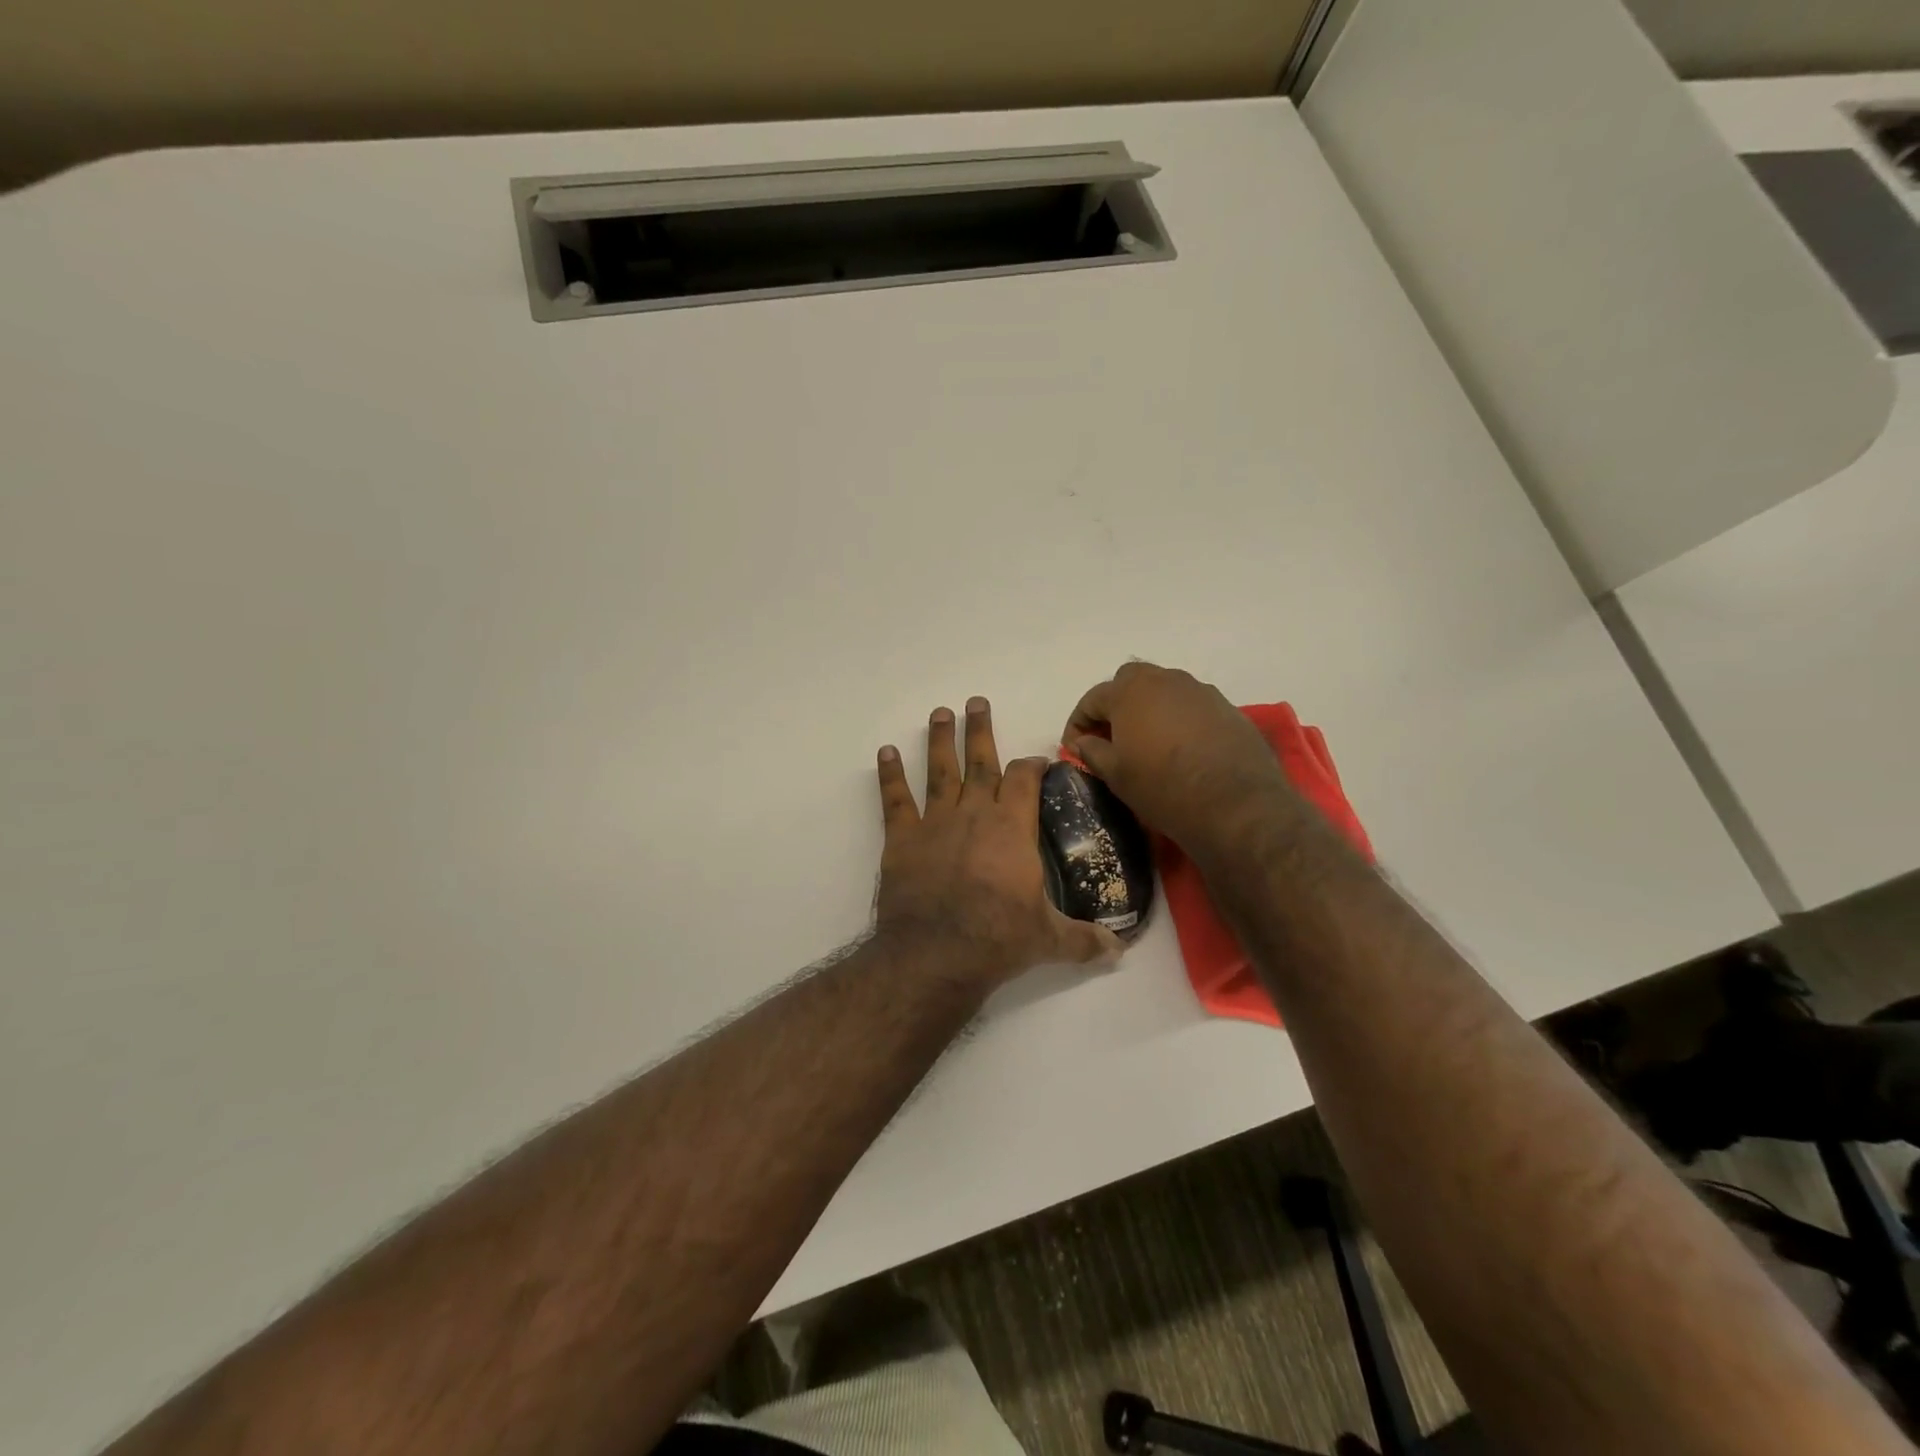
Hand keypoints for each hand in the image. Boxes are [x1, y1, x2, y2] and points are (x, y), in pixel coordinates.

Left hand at [876, 697, 1122, 987]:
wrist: (936, 953)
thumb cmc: (998, 939)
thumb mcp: (1049, 940)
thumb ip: (1085, 940)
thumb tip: (1120, 951)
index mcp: (1012, 828)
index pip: (1024, 780)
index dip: (1031, 765)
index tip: (1035, 759)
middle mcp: (975, 814)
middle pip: (981, 762)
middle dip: (980, 730)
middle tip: (976, 702)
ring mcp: (935, 822)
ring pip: (940, 771)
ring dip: (940, 740)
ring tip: (940, 713)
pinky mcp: (902, 839)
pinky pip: (895, 800)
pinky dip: (889, 775)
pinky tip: (885, 752)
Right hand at [1064, 662, 1294, 851]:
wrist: (1235, 803)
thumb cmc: (1162, 786)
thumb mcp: (1116, 774)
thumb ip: (1092, 751)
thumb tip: (1082, 742)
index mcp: (1130, 691)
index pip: (1092, 699)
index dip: (1077, 724)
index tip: (1074, 748)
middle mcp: (1165, 679)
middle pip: (1129, 683)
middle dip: (1114, 706)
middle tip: (1111, 738)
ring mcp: (1199, 690)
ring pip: (1163, 691)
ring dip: (1148, 710)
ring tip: (1146, 743)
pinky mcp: (1226, 707)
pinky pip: (1190, 706)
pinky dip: (1177, 719)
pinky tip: (1180, 748)